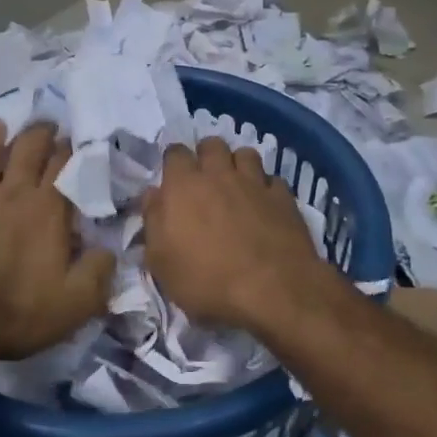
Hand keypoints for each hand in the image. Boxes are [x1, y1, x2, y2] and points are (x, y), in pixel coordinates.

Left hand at [0, 120, 114, 371]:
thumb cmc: (16, 313)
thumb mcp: (76, 303)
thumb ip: (100, 271)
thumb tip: (110, 249)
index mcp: (47, 210)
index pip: (65, 167)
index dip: (72, 150)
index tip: (77, 141)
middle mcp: (12, 192)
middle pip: (28, 149)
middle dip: (40, 133)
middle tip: (47, 124)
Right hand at [142, 138, 346, 336]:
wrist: (271, 291)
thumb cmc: (206, 281)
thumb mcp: (161, 261)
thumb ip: (153, 221)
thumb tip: (152, 195)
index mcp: (183, 185)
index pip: (175, 153)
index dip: (173, 162)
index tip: (173, 179)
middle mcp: (219, 174)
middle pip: (212, 145)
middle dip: (206, 155)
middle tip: (205, 179)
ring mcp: (255, 183)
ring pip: (245, 154)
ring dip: (238, 165)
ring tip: (236, 185)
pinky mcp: (283, 198)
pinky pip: (273, 179)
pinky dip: (266, 187)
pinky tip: (265, 204)